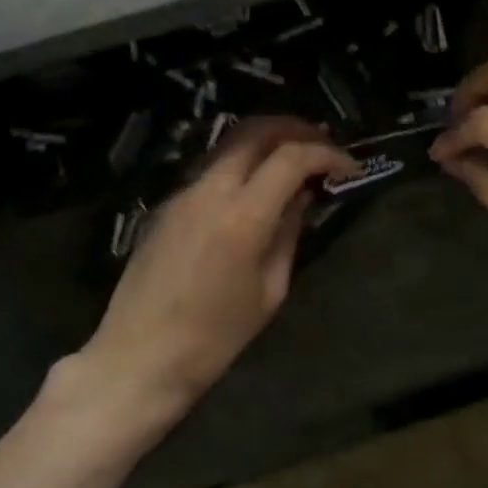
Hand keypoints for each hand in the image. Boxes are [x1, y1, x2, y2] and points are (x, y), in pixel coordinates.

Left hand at [69, 119, 356, 425]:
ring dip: (267, 141)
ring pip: (229, 143)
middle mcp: (209, 191)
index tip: (349, 168)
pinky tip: (257, 186)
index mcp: (242, 217)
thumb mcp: (269, 291)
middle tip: (323, 144)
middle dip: (295, 129)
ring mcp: (182, 194)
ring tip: (294, 158)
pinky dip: (242, 162)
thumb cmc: (214, 339)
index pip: (291, 158)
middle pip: (255, 131)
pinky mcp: (167, 205)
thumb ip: (288, 235)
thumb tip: (302, 198)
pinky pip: (211, 168)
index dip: (327, 155)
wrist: (139, 358)